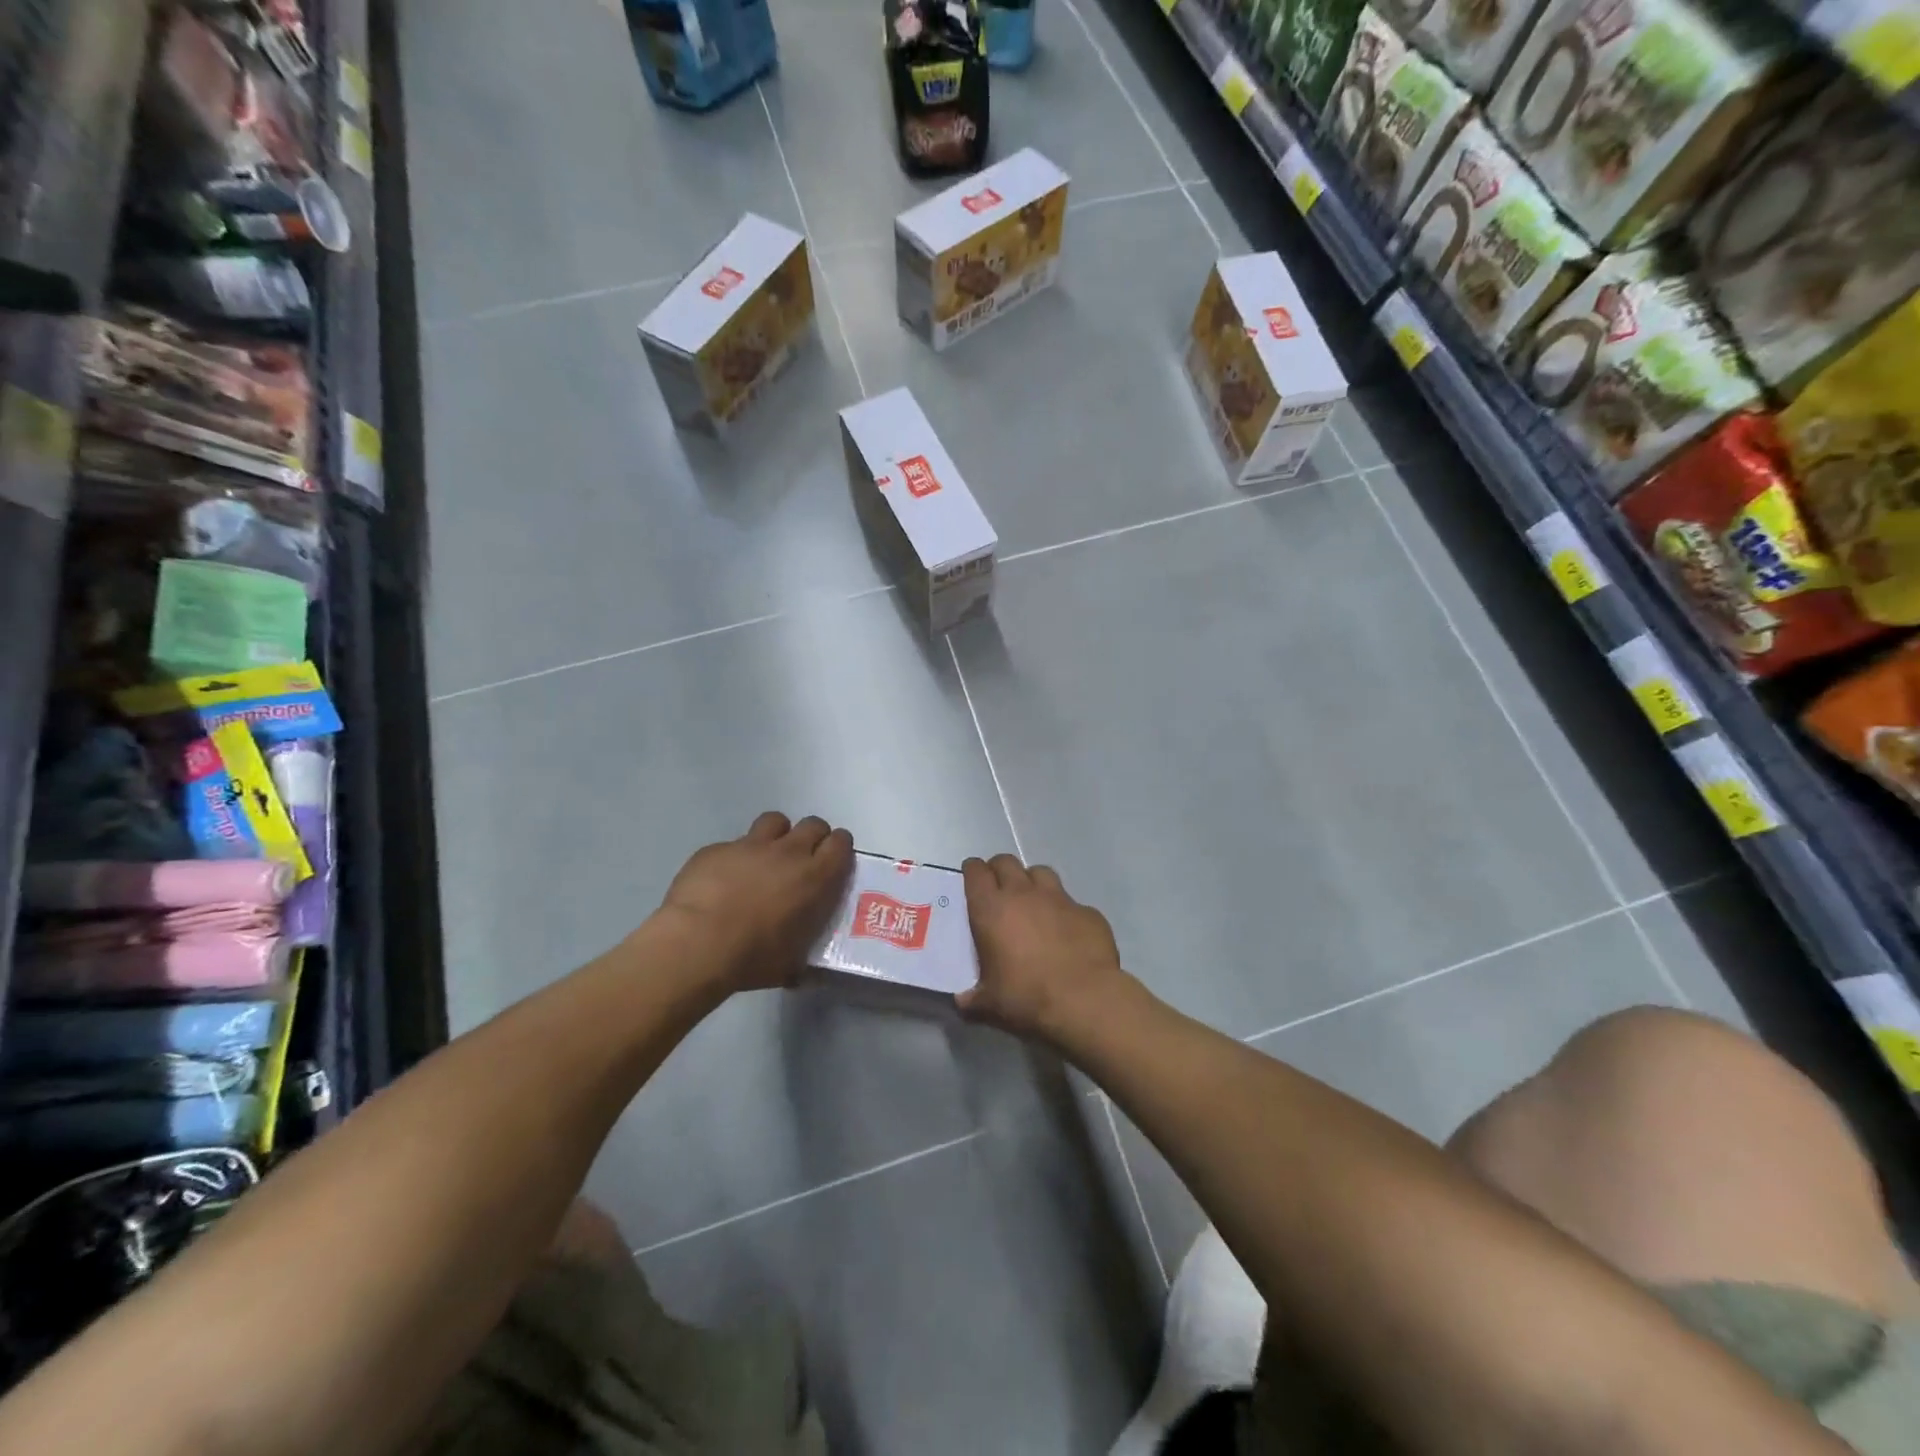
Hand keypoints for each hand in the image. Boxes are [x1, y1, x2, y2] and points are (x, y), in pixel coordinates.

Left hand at [654, 812, 853, 991]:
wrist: (697, 943)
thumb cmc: (753, 957)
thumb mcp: (790, 964)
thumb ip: (801, 956)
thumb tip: (802, 970)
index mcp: (815, 878)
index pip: (841, 843)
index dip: (840, 849)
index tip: (834, 862)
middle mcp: (788, 852)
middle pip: (813, 824)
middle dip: (813, 837)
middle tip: (803, 860)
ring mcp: (750, 845)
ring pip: (775, 821)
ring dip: (777, 835)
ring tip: (767, 858)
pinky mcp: (716, 849)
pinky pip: (733, 843)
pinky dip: (736, 856)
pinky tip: (723, 879)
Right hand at [957, 854, 1130, 1043]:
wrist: (1085, 999)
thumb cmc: (1027, 996)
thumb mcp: (990, 1003)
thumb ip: (972, 998)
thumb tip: (962, 1000)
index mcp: (992, 909)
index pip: (976, 872)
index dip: (972, 871)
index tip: (971, 879)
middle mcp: (1024, 894)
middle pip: (1006, 862)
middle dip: (999, 870)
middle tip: (998, 889)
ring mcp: (1059, 899)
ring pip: (1040, 872)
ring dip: (1032, 882)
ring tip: (1032, 902)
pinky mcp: (1088, 911)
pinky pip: (1072, 902)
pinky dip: (1064, 911)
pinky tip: (1067, 932)